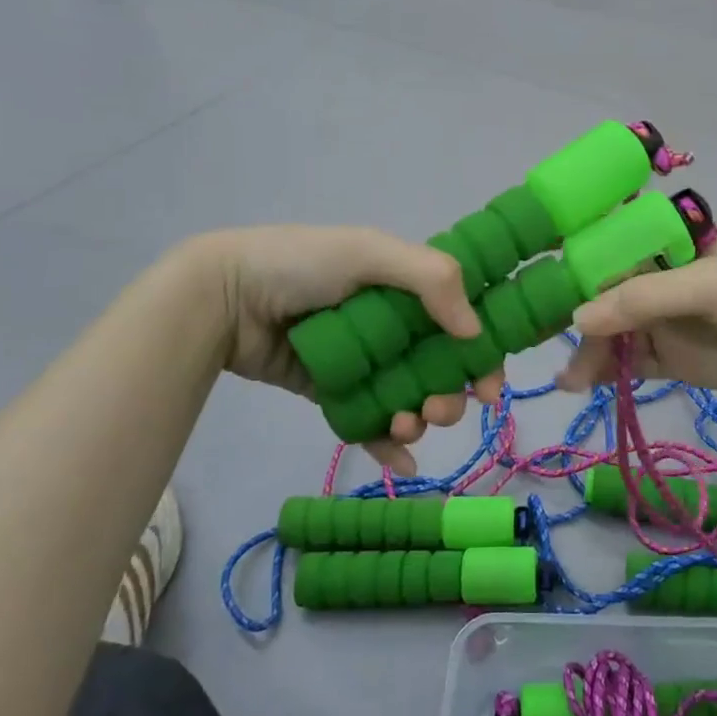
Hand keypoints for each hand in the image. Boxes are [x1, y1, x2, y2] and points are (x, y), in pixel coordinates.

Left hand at [198, 226, 503, 472]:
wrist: (224, 298)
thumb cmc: (303, 264)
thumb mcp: (371, 253)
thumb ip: (431, 280)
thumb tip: (475, 332)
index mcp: (409, 286)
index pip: (463, 321)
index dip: (484, 353)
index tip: (491, 386)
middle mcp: (394, 325)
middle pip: (442, 368)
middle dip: (453, 395)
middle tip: (440, 410)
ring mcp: (365, 362)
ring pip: (411, 398)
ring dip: (421, 420)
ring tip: (405, 425)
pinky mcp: (334, 392)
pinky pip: (370, 422)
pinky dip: (390, 445)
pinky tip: (401, 462)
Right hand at [557, 241, 716, 401]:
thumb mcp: (706, 286)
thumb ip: (643, 299)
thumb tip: (576, 320)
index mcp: (665, 245)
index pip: (608, 249)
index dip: (572, 263)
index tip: (534, 283)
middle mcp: (657, 279)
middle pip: (603, 295)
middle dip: (576, 318)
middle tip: (550, 346)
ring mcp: (663, 321)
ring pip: (610, 332)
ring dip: (587, 352)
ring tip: (571, 380)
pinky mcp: (671, 359)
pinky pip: (627, 363)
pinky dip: (604, 372)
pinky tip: (580, 384)